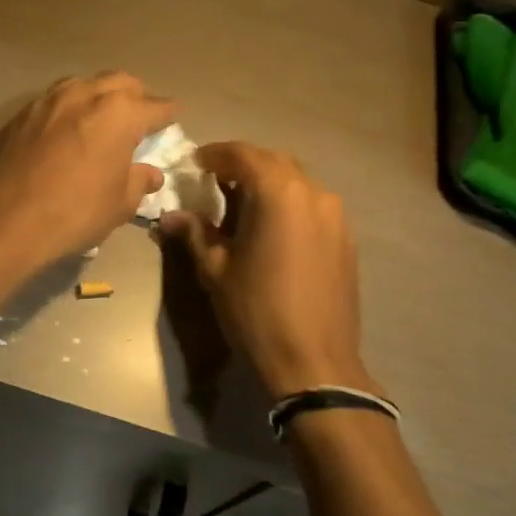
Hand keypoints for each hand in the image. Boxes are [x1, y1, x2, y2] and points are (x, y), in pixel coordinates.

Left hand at [0, 73, 176, 266]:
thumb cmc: (75, 213)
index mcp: (119, 113)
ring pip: (84, 84)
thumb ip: (139, 181)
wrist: (5, 221)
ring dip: (99, 96)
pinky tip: (67, 131)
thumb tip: (150, 173)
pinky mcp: (21, 113)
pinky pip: (55, 100)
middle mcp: (85, 94)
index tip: (173, 117)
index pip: (155, 106)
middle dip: (135, 96)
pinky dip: (69, 109)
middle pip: (120, 82)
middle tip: (139, 117)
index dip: (168, 114)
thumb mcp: (119, 204)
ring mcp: (49, 100)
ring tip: (101, 119)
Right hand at [160, 142, 378, 398]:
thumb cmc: (256, 310)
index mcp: (278, 193)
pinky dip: (288, 205)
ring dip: (267, 184)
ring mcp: (335, 216)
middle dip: (242, 165)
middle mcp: (313, 193)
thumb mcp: (215, 270)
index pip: (243, 154)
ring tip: (241, 205)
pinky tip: (271, 230)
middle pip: (273, 162)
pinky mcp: (345, 239)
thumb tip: (170, 216)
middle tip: (214, 181)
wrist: (314, 361)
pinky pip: (312, 206)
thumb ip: (194, 233)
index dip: (215, 154)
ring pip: (296, 183)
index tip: (194, 163)